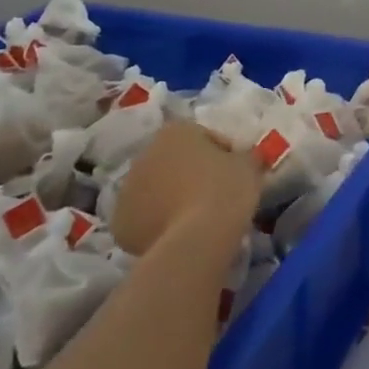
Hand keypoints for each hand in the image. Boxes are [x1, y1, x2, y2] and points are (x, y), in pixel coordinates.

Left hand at [113, 120, 259, 257]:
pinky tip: (178, 234)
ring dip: (171, 197)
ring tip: (196, 218)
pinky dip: (157, 223)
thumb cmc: (226, 189)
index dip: (222, 153)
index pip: (203, 137)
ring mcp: (126, 190)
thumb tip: (244, 159)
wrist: (198, 236)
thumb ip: (244, 156)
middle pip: (173, 162)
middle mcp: (144, 155)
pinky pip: (144, 218)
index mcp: (175, 132)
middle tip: (215, 194)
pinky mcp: (120, 223)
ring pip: (155, 190)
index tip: (235, 172)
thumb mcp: (249, 165)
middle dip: (190, 174)